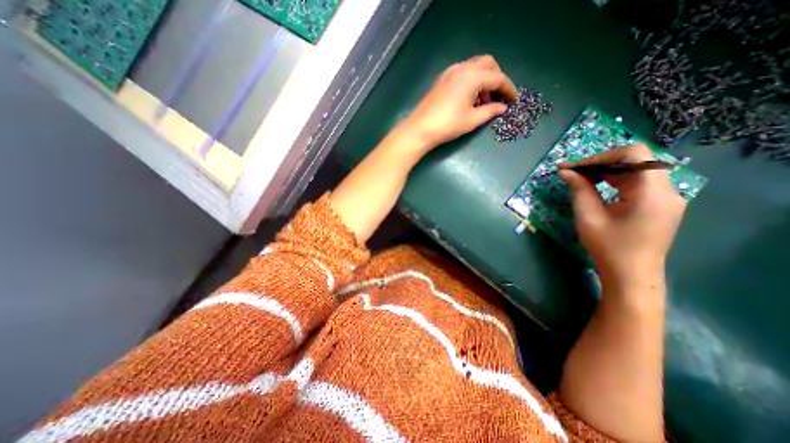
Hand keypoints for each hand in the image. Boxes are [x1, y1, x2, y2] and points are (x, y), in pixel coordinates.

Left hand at [403, 53, 519, 152]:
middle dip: (497, 78)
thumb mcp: (472, 120)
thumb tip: (502, 107)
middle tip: (498, 96)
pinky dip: (471, 81)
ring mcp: (450, 72)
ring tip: (484, 101)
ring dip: (484, 79)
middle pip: (487, 64)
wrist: (419, 129)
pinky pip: (463, 73)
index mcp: (472, 76)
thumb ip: (490, 111)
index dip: (509, 88)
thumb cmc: (447, 125)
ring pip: (474, 67)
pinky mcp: (442, 80)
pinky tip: (470, 98)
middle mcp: (462, 68)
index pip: (498, 78)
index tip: (515, 99)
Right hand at [561, 145, 685, 287]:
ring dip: (606, 171)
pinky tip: (596, 187)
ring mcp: (666, 197)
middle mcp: (666, 190)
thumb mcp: (588, 217)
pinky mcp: (659, 204)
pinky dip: (614, 180)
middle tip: (571, 172)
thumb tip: (565, 171)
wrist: (631, 275)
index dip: (601, 156)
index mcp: (652, 192)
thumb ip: (579, 190)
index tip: (574, 167)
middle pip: (635, 160)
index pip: (633, 154)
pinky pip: (637, 182)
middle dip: (600, 163)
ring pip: (635, 170)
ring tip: (579, 179)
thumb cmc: (608, 248)